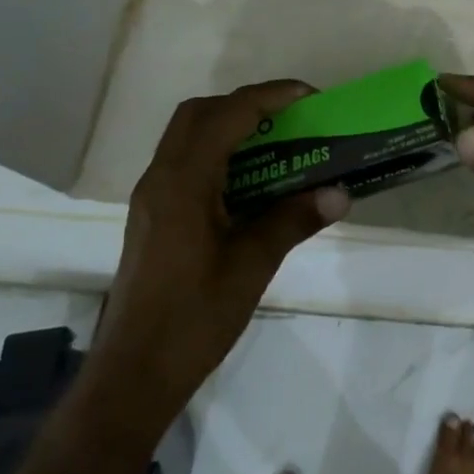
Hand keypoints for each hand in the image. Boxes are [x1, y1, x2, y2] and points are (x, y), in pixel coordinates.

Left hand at [88, 81, 349, 422]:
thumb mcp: (252, 267)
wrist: (132, 376)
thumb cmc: (192, 319)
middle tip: (289, 119)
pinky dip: (217, 153)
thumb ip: (294, 220)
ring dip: (230, 127)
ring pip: (188, 136)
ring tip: (276, 144)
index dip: (270, 97)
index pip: (228, 114)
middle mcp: (161, 178)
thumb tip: (341, 191)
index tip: (310, 98)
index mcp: (183, 182)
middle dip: (246, 104)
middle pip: (200, 114)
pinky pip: (185, 162)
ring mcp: (152, 197)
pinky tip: (249, 183)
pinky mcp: (152, 215)